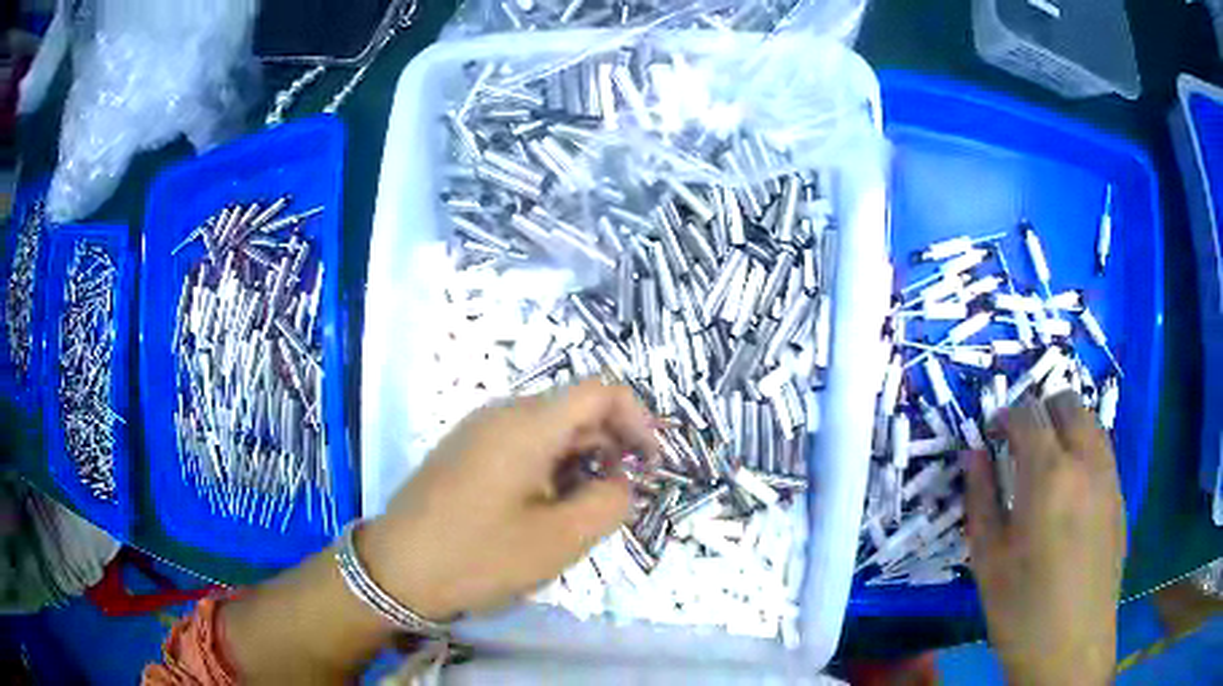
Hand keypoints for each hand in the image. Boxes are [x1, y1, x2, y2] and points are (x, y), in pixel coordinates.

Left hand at [360, 379, 657, 621]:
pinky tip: (544, 510)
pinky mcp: (464, 451)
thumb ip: (609, 503)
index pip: (601, 391)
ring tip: (581, 511)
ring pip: (548, 430)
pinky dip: (549, 468)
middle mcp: (502, 413)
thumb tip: (621, 482)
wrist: (395, 569)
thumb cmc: (478, 555)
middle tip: (618, 498)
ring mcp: (478, 431)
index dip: (637, 420)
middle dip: (610, 447)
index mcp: (527, 423)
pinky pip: (521, 445)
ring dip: (579, 461)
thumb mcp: (558, 540)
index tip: (650, 464)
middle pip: (574, 410)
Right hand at [965, 391, 1125, 685]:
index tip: (992, 434)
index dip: (1006, 416)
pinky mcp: (1120, 497)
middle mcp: (1085, 462)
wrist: (1072, 647)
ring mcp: (1109, 477)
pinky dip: (1083, 451)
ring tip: (1046, 464)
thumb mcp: (988, 560)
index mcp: (1049, 475)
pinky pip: (1102, 452)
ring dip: (1065, 427)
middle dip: (1040, 411)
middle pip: (1066, 404)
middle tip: (1020, 443)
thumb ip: (981, 498)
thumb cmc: (1021, 610)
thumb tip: (974, 455)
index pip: (1028, 415)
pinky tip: (1069, 493)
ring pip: (1090, 422)